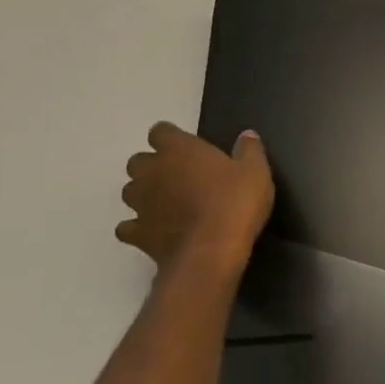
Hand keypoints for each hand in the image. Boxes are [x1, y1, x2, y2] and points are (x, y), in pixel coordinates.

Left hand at [116, 121, 274, 272]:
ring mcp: (140, 204)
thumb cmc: (235, 202)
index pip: (161, 132)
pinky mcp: (137, 233)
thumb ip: (249, 150)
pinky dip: (139, 227)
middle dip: (153, 167)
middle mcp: (151, 172)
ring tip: (168, 204)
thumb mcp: (256, 172)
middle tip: (179, 177)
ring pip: (130, 191)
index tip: (187, 147)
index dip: (172, 138)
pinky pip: (128, 226)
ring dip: (144, 194)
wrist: (211, 251)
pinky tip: (156, 231)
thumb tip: (247, 134)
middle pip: (138, 161)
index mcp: (179, 150)